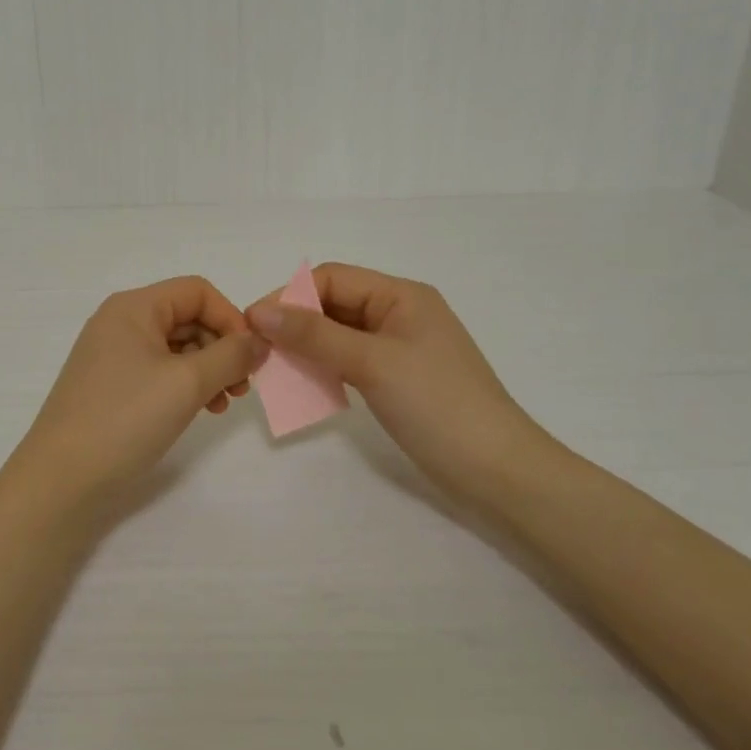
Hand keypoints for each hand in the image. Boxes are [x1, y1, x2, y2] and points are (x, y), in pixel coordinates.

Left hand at [6, 277, 267, 523]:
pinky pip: (159, 371)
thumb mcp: (186, 384)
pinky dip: (185, 385)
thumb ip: (230, 356)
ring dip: (207, 369)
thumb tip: (258, 341)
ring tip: (223, 404)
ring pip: (176, 347)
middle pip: (187, 317)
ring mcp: (112, 355)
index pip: (197, 292)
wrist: (60, 480)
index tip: (251, 358)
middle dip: (221, 347)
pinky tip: (199, 411)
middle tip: (242, 388)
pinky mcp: (111, 385)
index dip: (231, 318)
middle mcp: (120, 322)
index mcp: (133, 307)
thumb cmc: (124, 420)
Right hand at [247, 263, 545, 492]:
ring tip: (274, 368)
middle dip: (295, 322)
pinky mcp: (398, 378)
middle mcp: (400, 313)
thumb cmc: (437, 404)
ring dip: (306, 347)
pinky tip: (305, 385)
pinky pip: (350, 360)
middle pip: (334, 304)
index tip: (253, 325)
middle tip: (258, 350)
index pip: (331, 279)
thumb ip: (313, 335)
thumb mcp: (371, 363)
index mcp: (401, 295)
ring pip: (339, 334)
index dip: (289, 297)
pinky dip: (324, 367)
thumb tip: (259, 311)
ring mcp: (400, 348)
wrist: (497, 470)